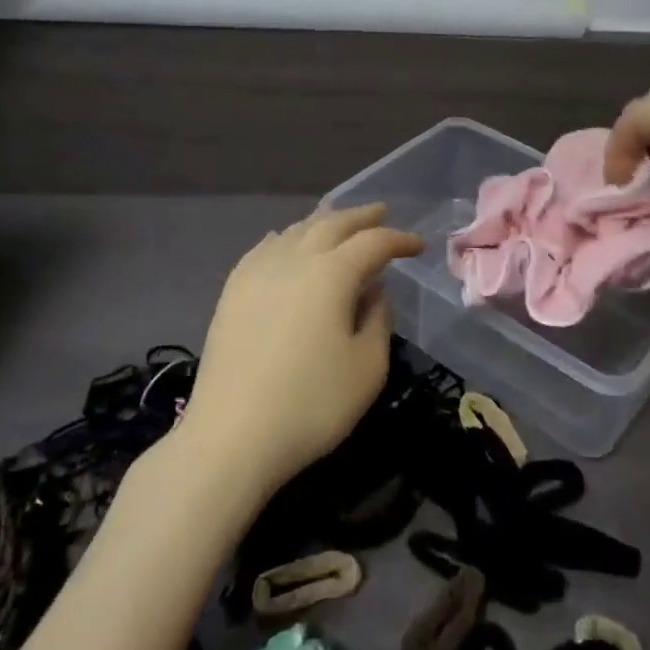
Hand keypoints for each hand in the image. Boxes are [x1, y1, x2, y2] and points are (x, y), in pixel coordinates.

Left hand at [182, 204, 423, 500]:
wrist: (231, 437)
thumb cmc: (311, 405)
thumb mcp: (367, 368)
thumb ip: (378, 320)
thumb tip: (373, 291)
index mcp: (331, 273)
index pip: (374, 243)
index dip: (399, 240)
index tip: (418, 246)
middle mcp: (294, 259)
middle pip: (332, 224)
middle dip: (361, 217)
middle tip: (382, 213)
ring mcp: (257, 272)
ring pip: (296, 231)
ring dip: (323, 222)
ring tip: (339, 220)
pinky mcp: (233, 292)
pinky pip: (264, 248)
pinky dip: (285, 238)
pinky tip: (285, 241)